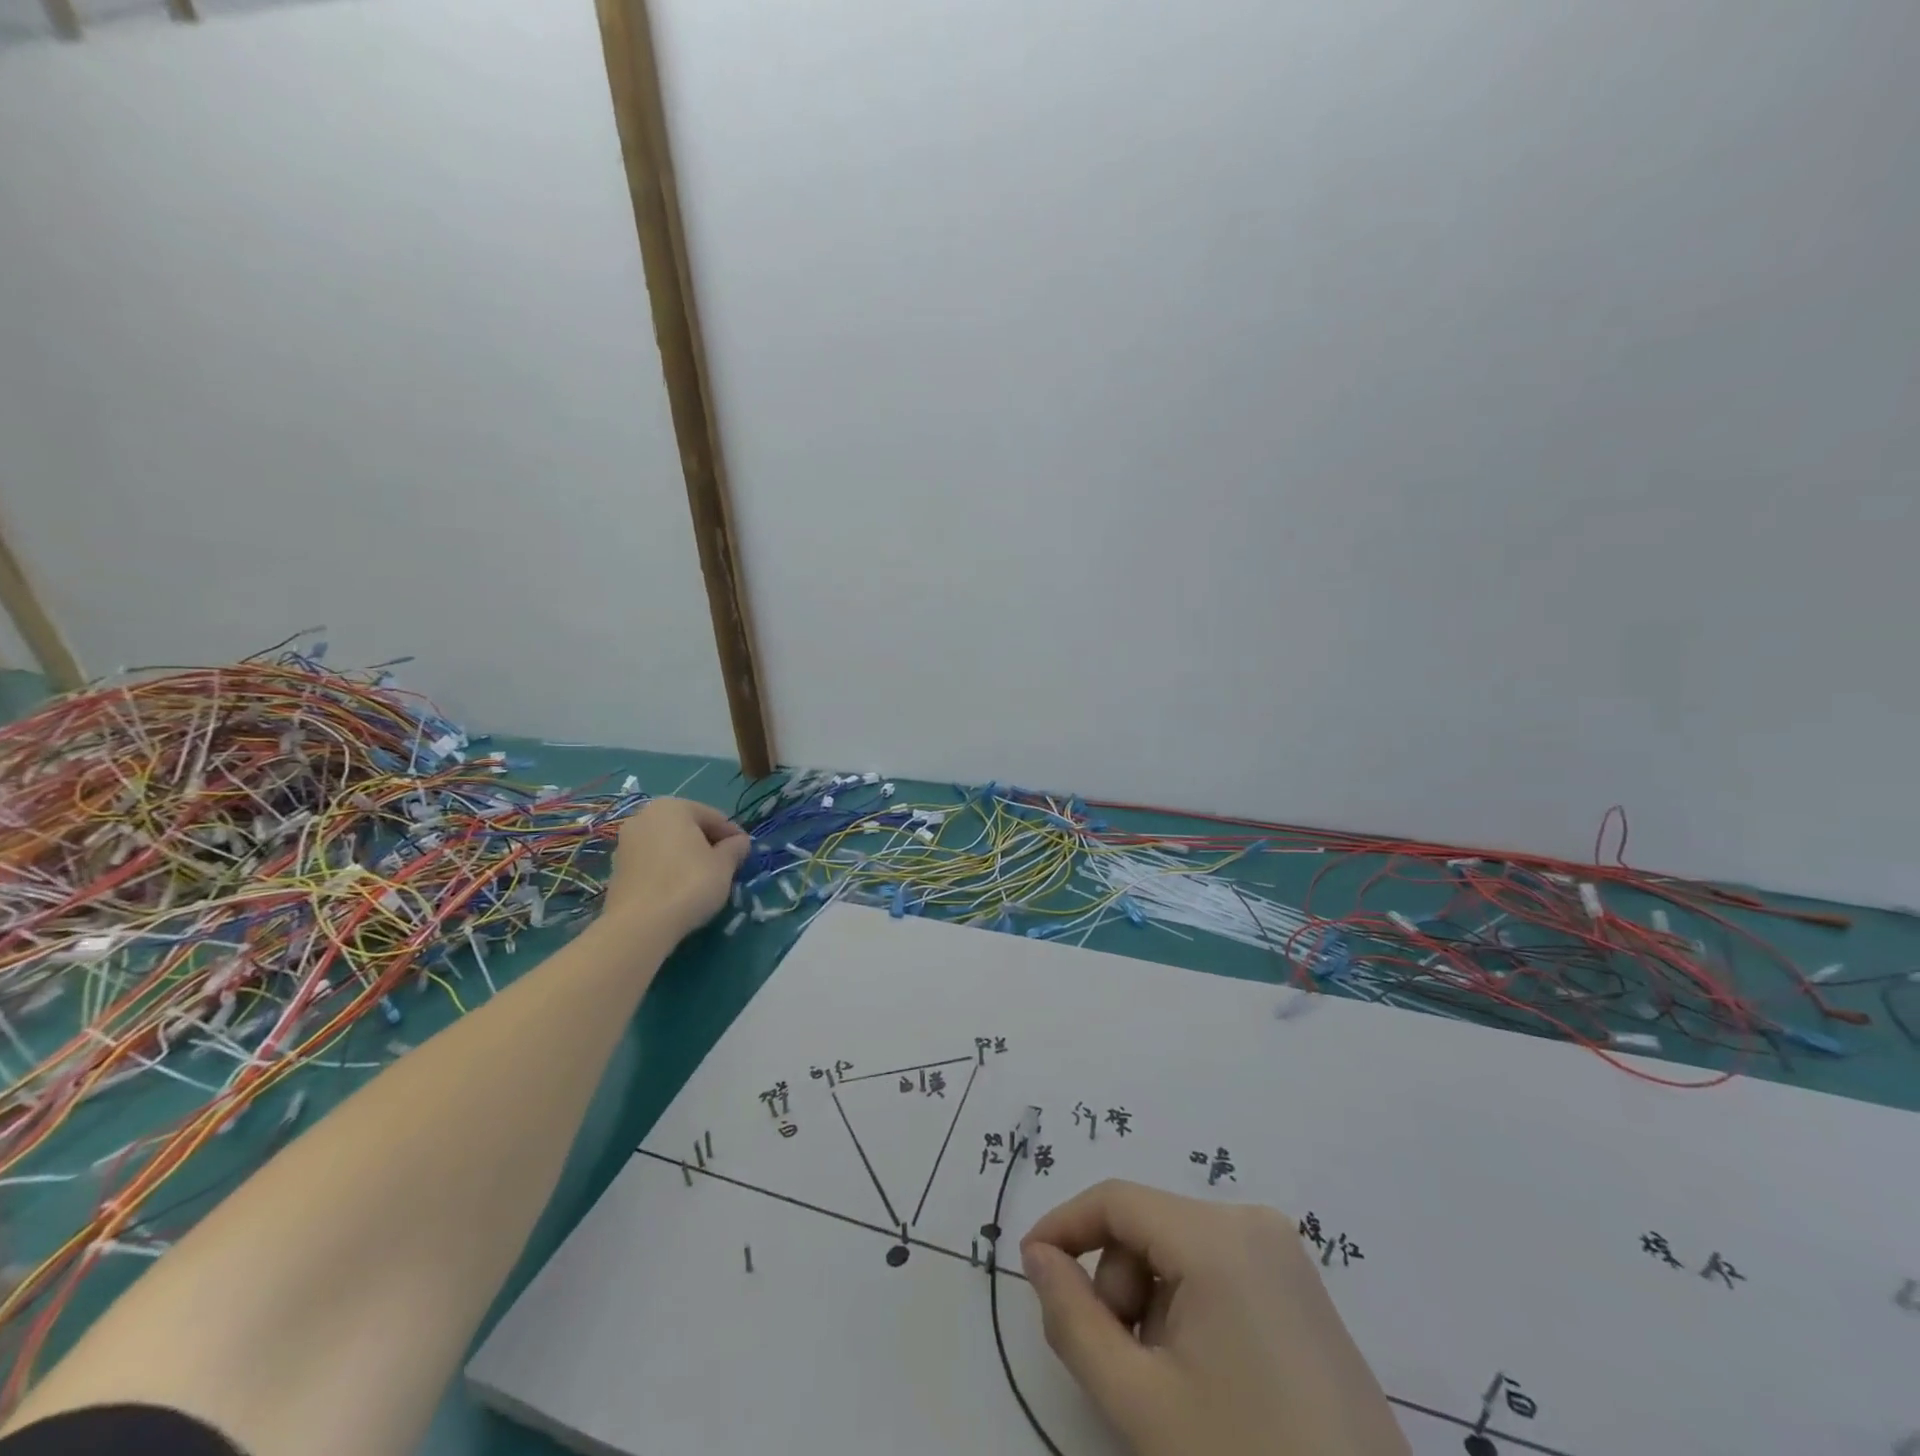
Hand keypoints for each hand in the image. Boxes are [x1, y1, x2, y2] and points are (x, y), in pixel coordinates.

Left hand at [602, 798, 750, 940]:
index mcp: (672, 807)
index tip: (746, 854)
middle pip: (688, 828)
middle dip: (708, 845)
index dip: (733, 836)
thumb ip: (735, 848)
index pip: (713, 817)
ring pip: (668, 845)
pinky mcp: (616, 869)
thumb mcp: (724, 865)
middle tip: (726, 867)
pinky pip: (652, 863)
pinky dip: (668, 870)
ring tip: (703, 880)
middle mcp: (644, 817)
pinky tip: (679, 890)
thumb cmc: (689, 884)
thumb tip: (740, 842)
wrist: (640, 925)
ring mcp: (625, 843)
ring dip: (687, 857)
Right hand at [1022, 1180, 1407, 1455]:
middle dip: (1117, 1284)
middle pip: (1148, 1225)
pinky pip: (1216, 1265)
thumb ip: (1073, 1319)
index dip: (1064, 1226)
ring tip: (1166, 1380)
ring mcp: (1283, 1251)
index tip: (1030, 1269)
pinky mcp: (1299, 1284)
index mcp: (1217, 1236)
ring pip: (1179, 1247)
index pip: (1116, 1200)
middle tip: (1118, 1361)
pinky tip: (1203, 1373)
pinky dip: (1188, 1304)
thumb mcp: (1139, 1401)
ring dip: (1151, 1301)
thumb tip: (1037, 1256)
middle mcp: (1252, 1221)